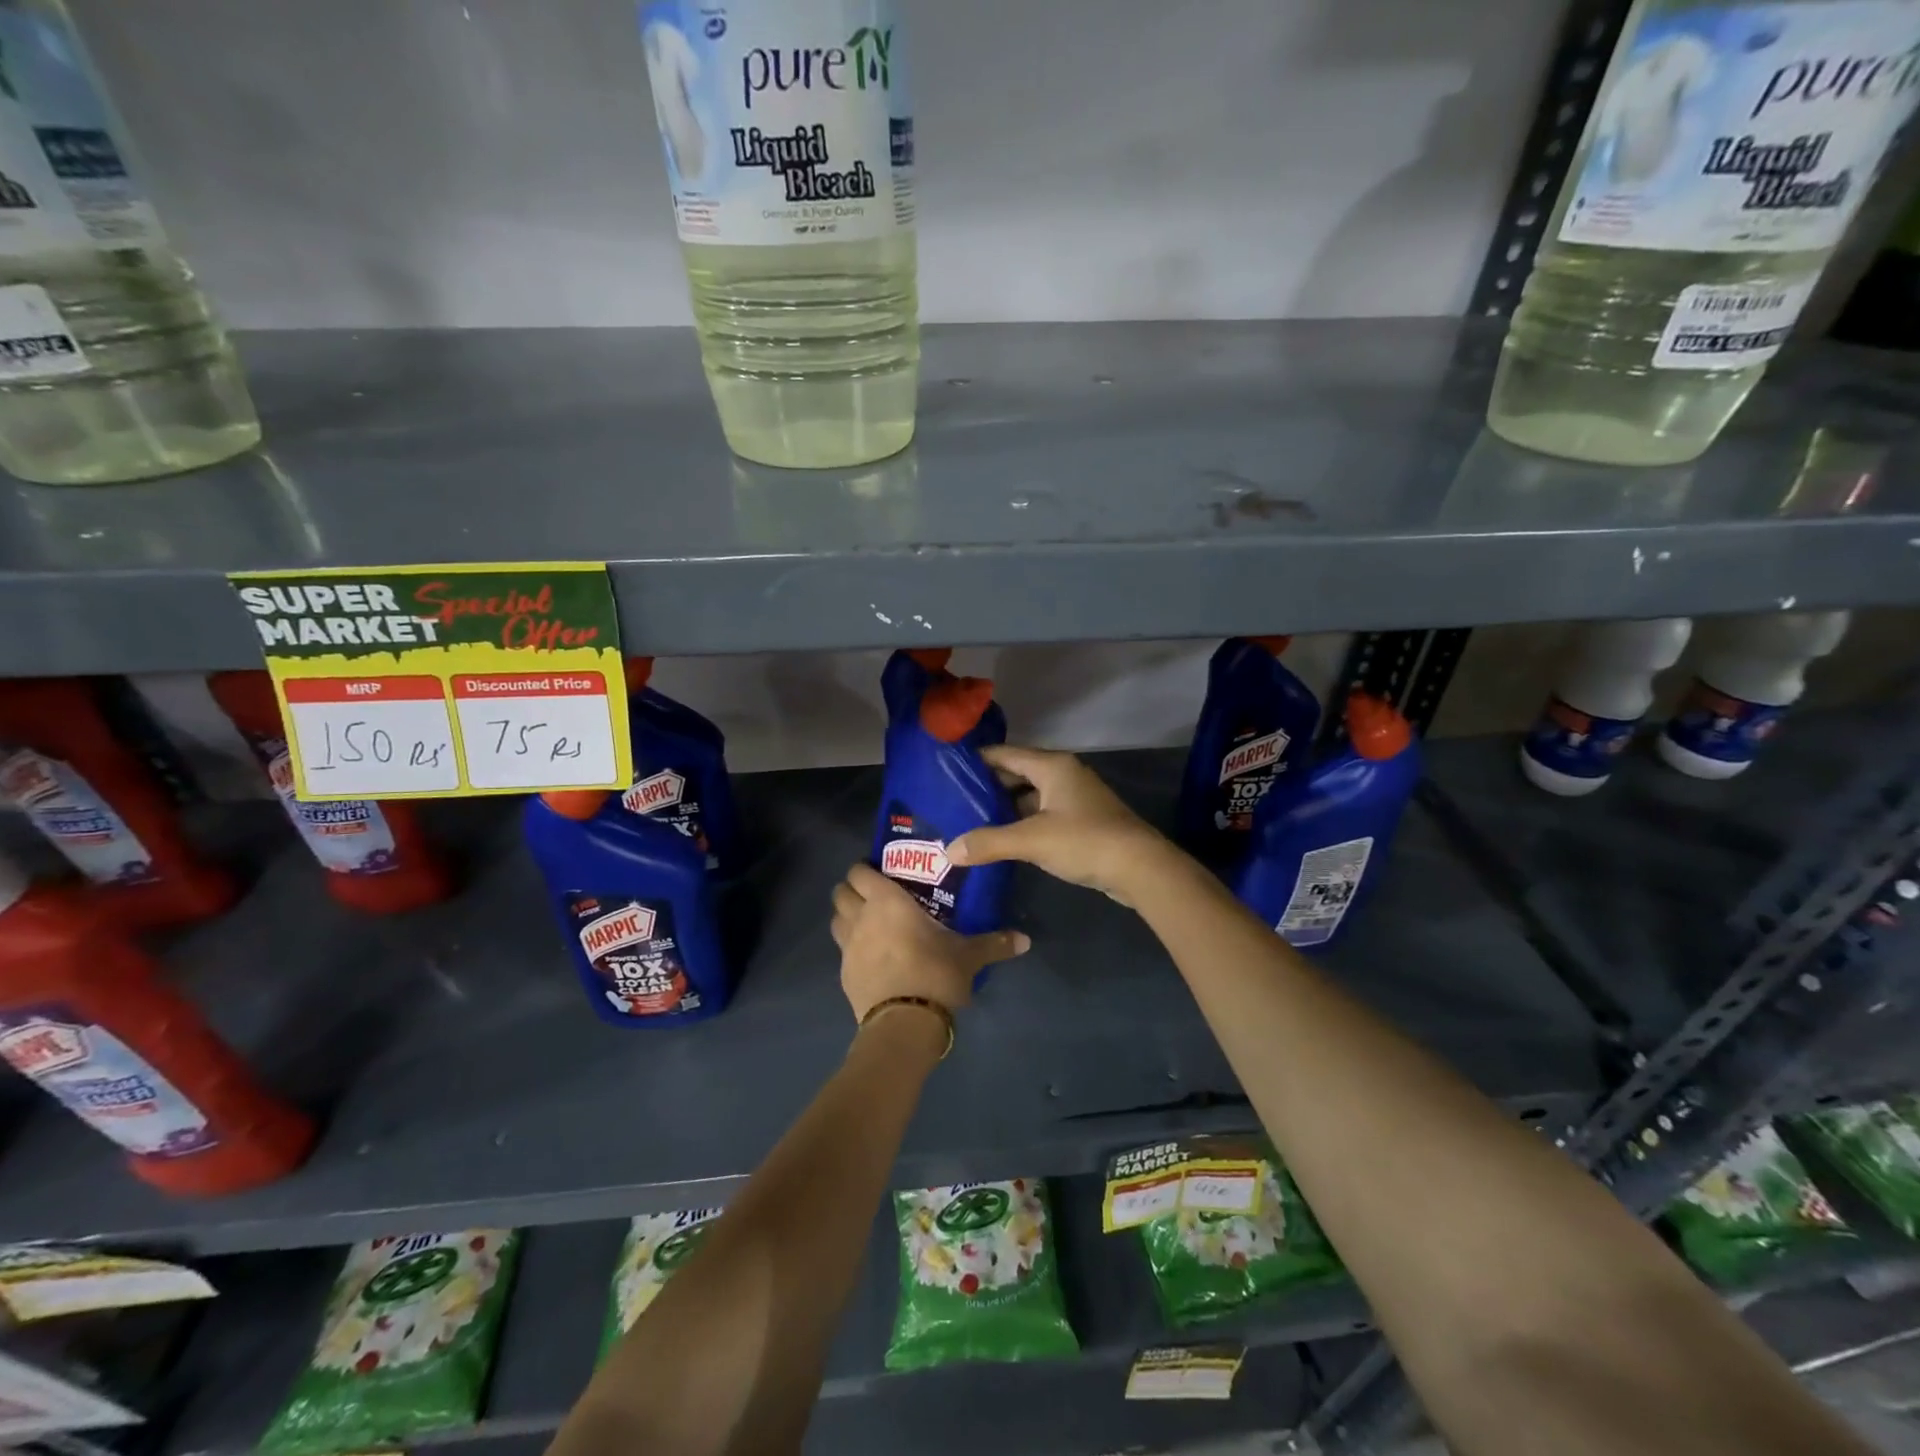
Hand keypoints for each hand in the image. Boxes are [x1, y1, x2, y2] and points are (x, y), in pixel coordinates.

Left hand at [830, 863, 1029, 1021]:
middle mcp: (861, 917)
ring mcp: (847, 947)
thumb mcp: (969, 956)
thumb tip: (1026, 940)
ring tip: (867, 922)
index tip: (880, 871)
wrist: (904, 1024)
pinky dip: (850, 947)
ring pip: (835, 919)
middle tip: (873, 895)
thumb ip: (995, 944)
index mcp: (887, 901)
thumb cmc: (935, 974)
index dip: (864, 868)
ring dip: (846, 915)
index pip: (859, 872)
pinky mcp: (843, 974)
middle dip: (852, 889)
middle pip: (840, 892)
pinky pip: (842, 950)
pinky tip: (870, 956)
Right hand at [947, 745, 1175, 906]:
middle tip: (951, 800)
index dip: (975, 760)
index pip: (1004, 754)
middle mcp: (1063, 774)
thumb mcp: (1031, 840)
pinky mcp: (1081, 821)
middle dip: (986, 787)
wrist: (1140, 868)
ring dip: (1004, 808)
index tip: (944, 770)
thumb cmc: (1085, 841)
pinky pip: (1042, 814)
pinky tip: (1001, 839)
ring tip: (969, 820)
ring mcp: (1074, 798)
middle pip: (1016, 773)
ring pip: (1029, 796)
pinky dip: (1021, 823)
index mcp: (1051, 766)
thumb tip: (949, 850)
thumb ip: (988, 842)